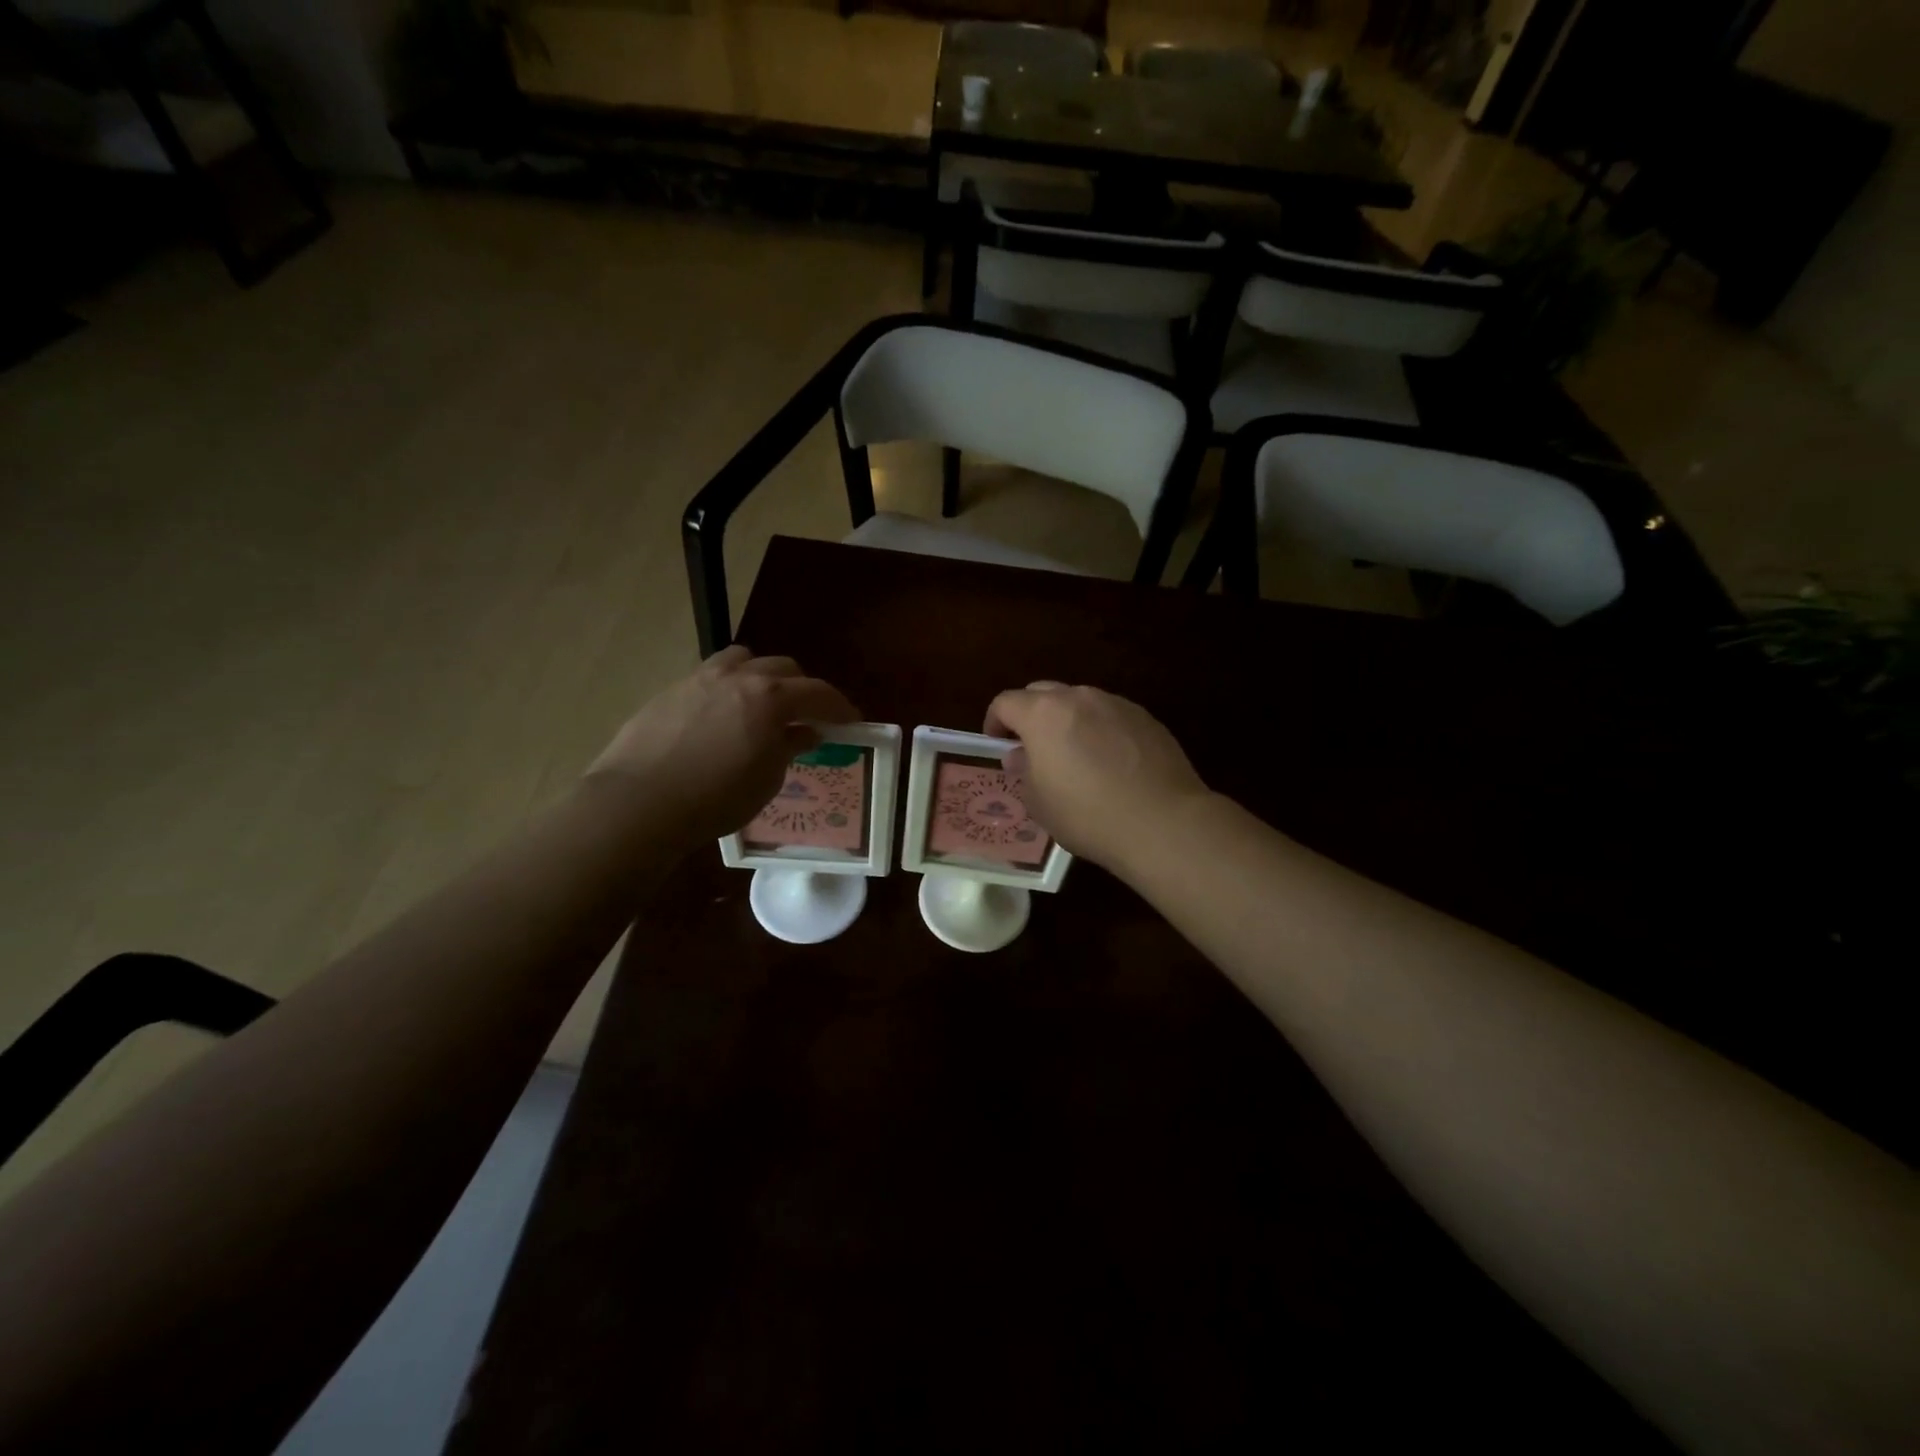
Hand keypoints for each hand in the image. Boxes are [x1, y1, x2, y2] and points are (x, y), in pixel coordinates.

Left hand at [587, 648, 859, 844]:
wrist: (639, 802)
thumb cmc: (716, 798)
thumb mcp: (767, 779)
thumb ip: (789, 747)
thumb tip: (805, 732)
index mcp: (771, 698)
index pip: (819, 693)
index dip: (840, 707)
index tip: (852, 721)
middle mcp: (739, 677)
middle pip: (784, 668)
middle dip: (802, 689)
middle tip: (806, 716)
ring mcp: (700, 678)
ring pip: (743, 660)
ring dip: (761, 676)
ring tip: (761, 704)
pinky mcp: (670, 690)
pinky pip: (711, 676)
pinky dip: (728, 687)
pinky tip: (720, 717)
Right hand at [984, 683, 1210, 873]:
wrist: (1162, 822)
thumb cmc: (1087, 815)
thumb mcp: (1039, 802)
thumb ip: (1024, 771)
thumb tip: (1021, 755)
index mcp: (1043, 714)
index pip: (1006, 702)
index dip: (995, 721)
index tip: (996, 742)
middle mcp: (1079, 698)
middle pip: (1043, 693)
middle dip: (1030, 714)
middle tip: (1031, 746)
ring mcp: (1117, 704)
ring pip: (1081, 702)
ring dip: (1068, 720)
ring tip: (1074, 754)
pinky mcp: (1147, 719)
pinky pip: (1111, 716)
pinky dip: (1101, 730)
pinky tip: (1110, 763)